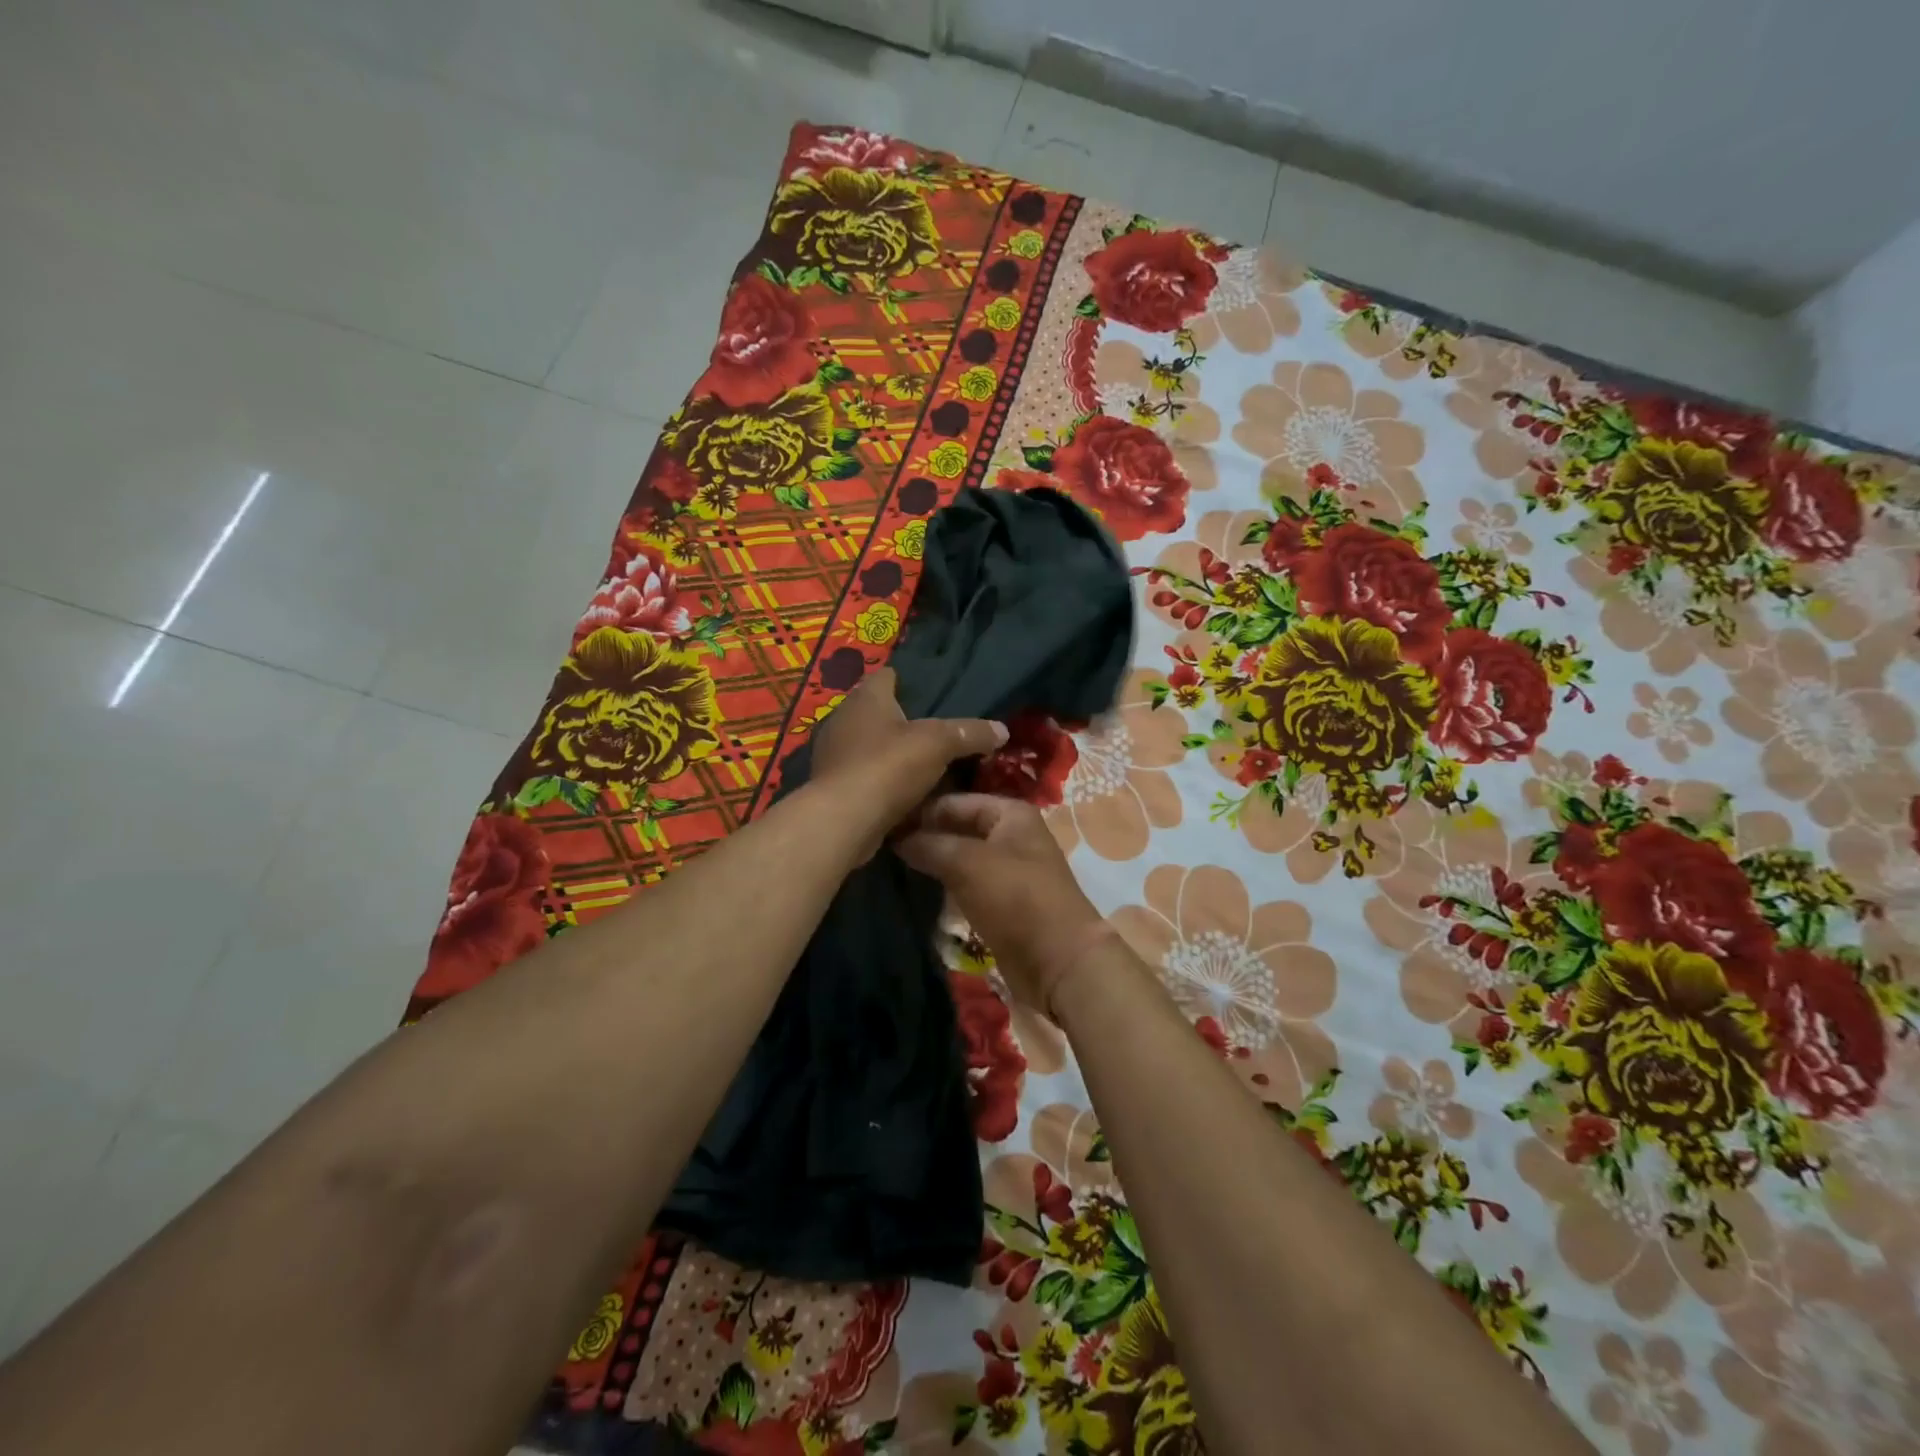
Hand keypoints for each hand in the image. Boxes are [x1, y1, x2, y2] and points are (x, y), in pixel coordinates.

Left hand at [807, 668, 1006, 857]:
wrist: (843, 820)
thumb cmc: (888, 766)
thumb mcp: (939, 743)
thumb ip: (970, 733)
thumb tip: (1002, 730)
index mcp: (866, 698)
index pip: (887, 676)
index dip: (910, 682)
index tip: (935, 694)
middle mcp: (843, 719)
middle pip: (879, 712)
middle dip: (905, 721)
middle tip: (938, 732)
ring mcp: (834, 754)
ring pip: (871, 746)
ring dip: (893, 754)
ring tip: (927, 764)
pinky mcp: (833, 786)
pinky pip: (865, 776)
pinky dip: (883, 781)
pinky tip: (906, 793)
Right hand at [897, 794, 1105, 1014]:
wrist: (1058, 961)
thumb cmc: (1016, 898)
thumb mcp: (967, 862)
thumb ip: (929, 844)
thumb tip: (895, 837)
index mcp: (1010, 813)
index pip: (954, 801)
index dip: (919, 810)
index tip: (881, 821)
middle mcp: (1010, 835)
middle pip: (957, 827)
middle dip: (923, 835)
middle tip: (880, 843)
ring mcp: (1007, 869)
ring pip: (959, 857)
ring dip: (931, 861)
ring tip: (889, 863)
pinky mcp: (1001, 901)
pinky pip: (965, 883)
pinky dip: (943, 884)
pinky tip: (914, 886)